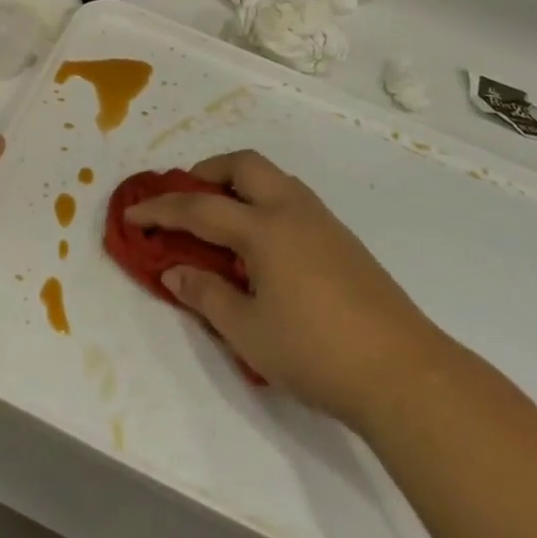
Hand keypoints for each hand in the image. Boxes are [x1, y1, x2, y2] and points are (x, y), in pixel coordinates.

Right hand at [129, 150, 442, 418]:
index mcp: (265, 228)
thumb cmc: (316, 352)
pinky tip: (260, 245)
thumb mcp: (248, 331)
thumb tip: (174, 272)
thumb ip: (206, 296)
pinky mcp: (343, 240)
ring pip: (273, 178)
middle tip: (186, 199)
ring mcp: (323, 222)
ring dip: (239, 185)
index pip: (199, 207)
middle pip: (244, 164)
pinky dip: (264, 203)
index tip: (131, 214)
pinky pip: (292, 199)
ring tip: (220, 220)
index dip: (160, 209)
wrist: (404, 373)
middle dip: (207, 172)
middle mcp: (293, 211)